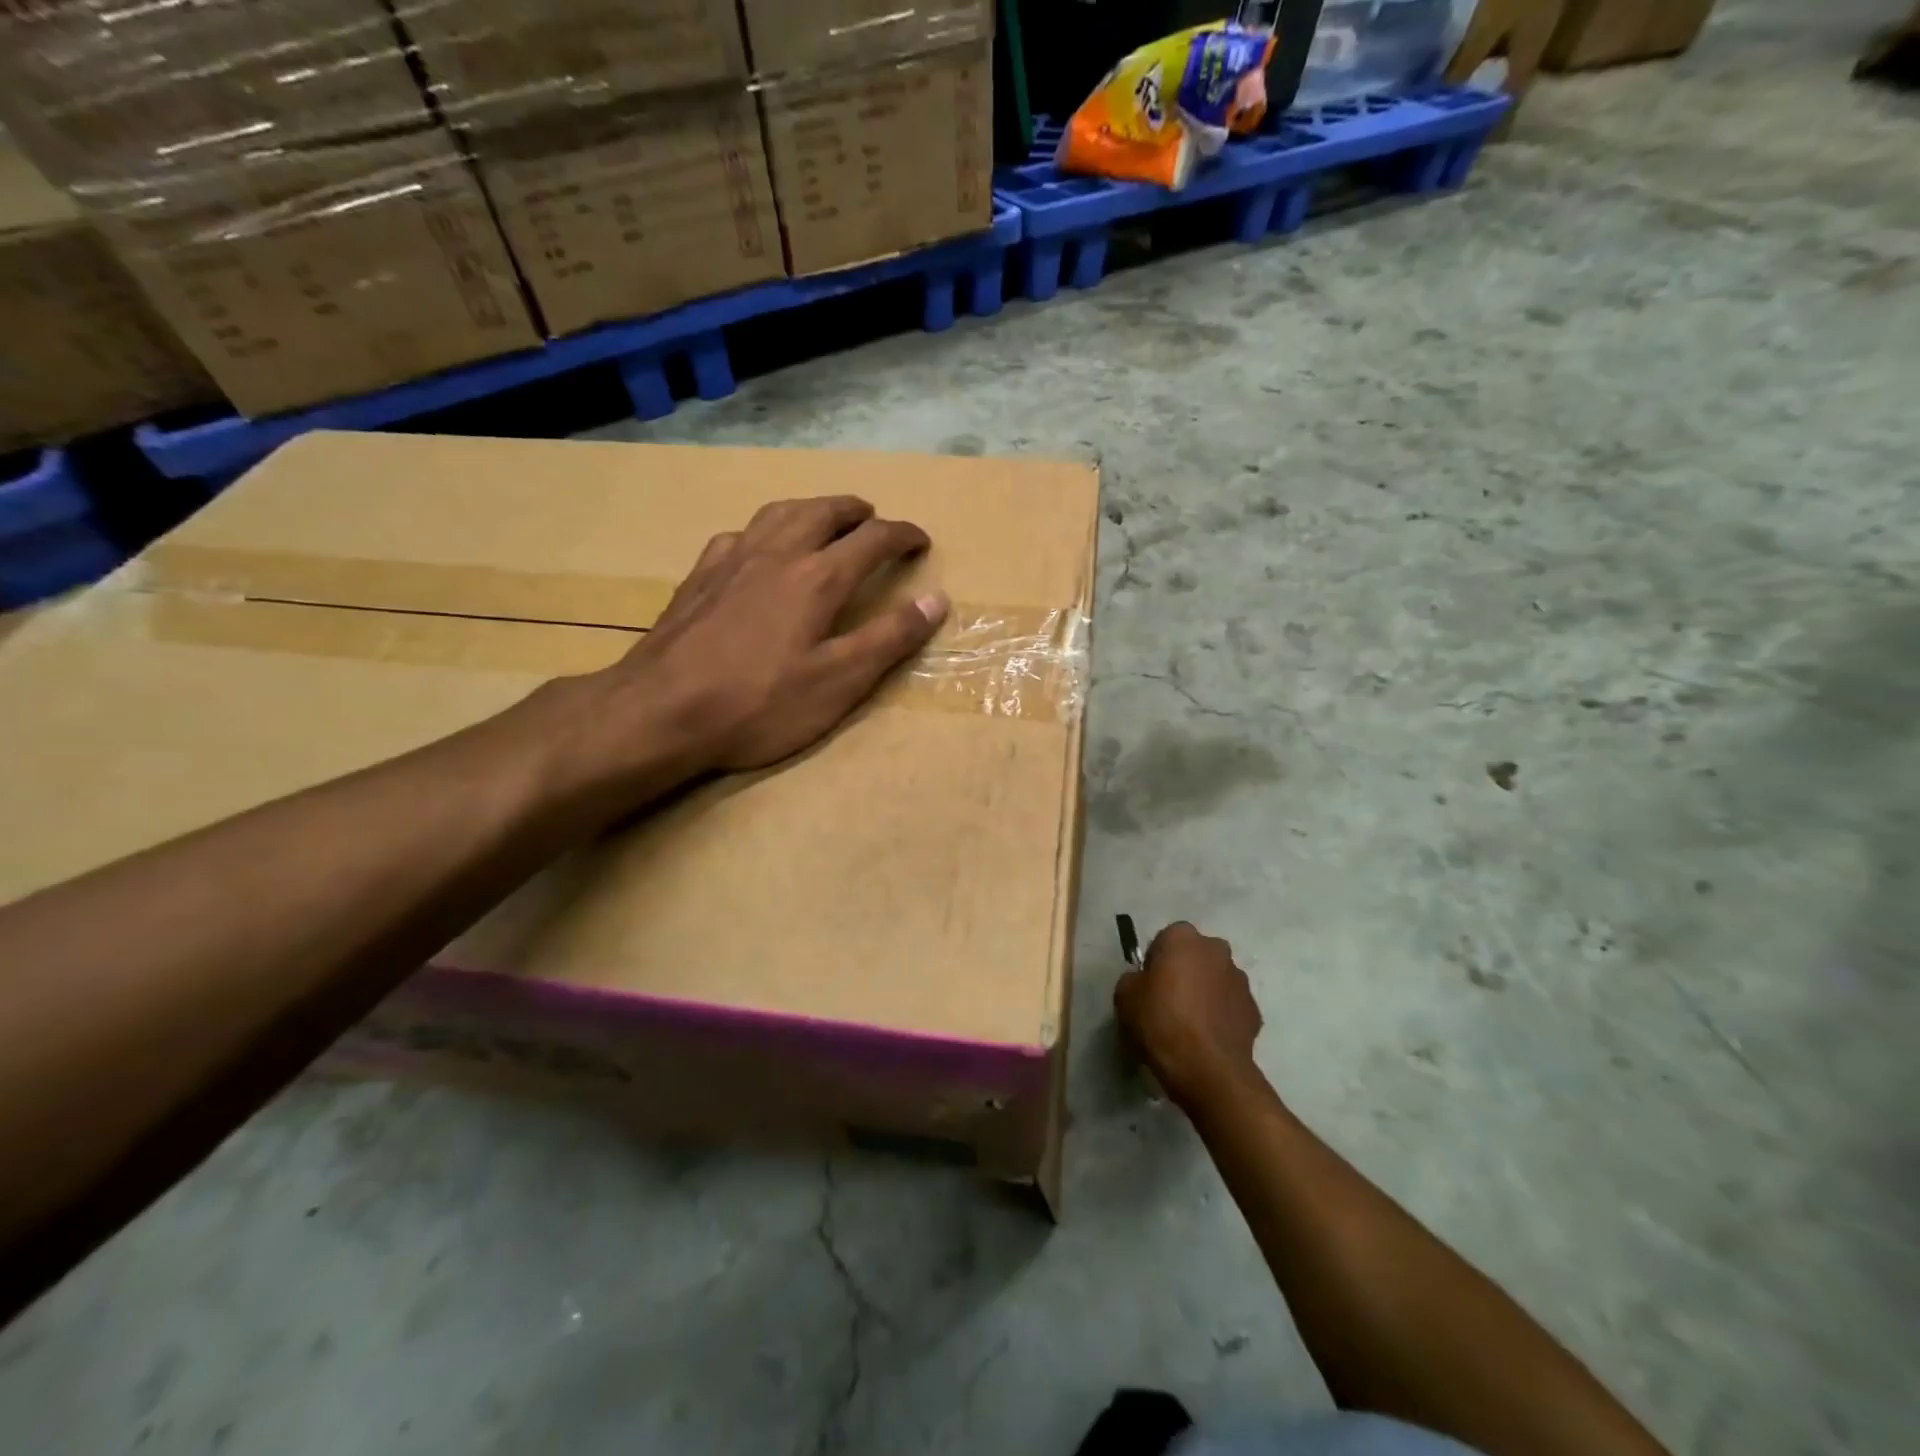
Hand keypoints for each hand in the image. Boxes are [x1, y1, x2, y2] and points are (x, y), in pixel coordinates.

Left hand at [590, 495, 947, 778]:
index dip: (903, 535)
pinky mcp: (698, 577)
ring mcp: (731, 561)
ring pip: (777, 513)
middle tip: (873, 518)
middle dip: (855, 511)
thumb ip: (889, 639)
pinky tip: (757, 548)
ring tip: (823, 517)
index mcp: (817, 578)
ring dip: (810, 508)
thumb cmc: (759, 703)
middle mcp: (776, 554)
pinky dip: (763, 531)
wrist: (661, 711)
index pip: (872, 540)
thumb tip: (937, 600)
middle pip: (822, 513)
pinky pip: (738, 535)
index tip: (921, 541)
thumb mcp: (839, 681)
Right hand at [1115, 922, 1263, 1106]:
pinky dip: (1220, 1015)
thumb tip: (1144, 982)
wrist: (1207, 1069)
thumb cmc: (1161, 1022)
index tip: (1149, 985)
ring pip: (1216, 979)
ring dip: (1205, 992)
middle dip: (1185, 971)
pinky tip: (1207, 1038)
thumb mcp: (1125, 996)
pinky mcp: (1255, 1010)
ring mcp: (1240, 980)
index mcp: (1183, 938)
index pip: (1165, 939)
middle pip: (1195, 955)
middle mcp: (1216, 950)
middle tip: (1168, 1001)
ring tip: (1190, 1024)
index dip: (1155, 961)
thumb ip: (1134, 979)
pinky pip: (1230, 1006)